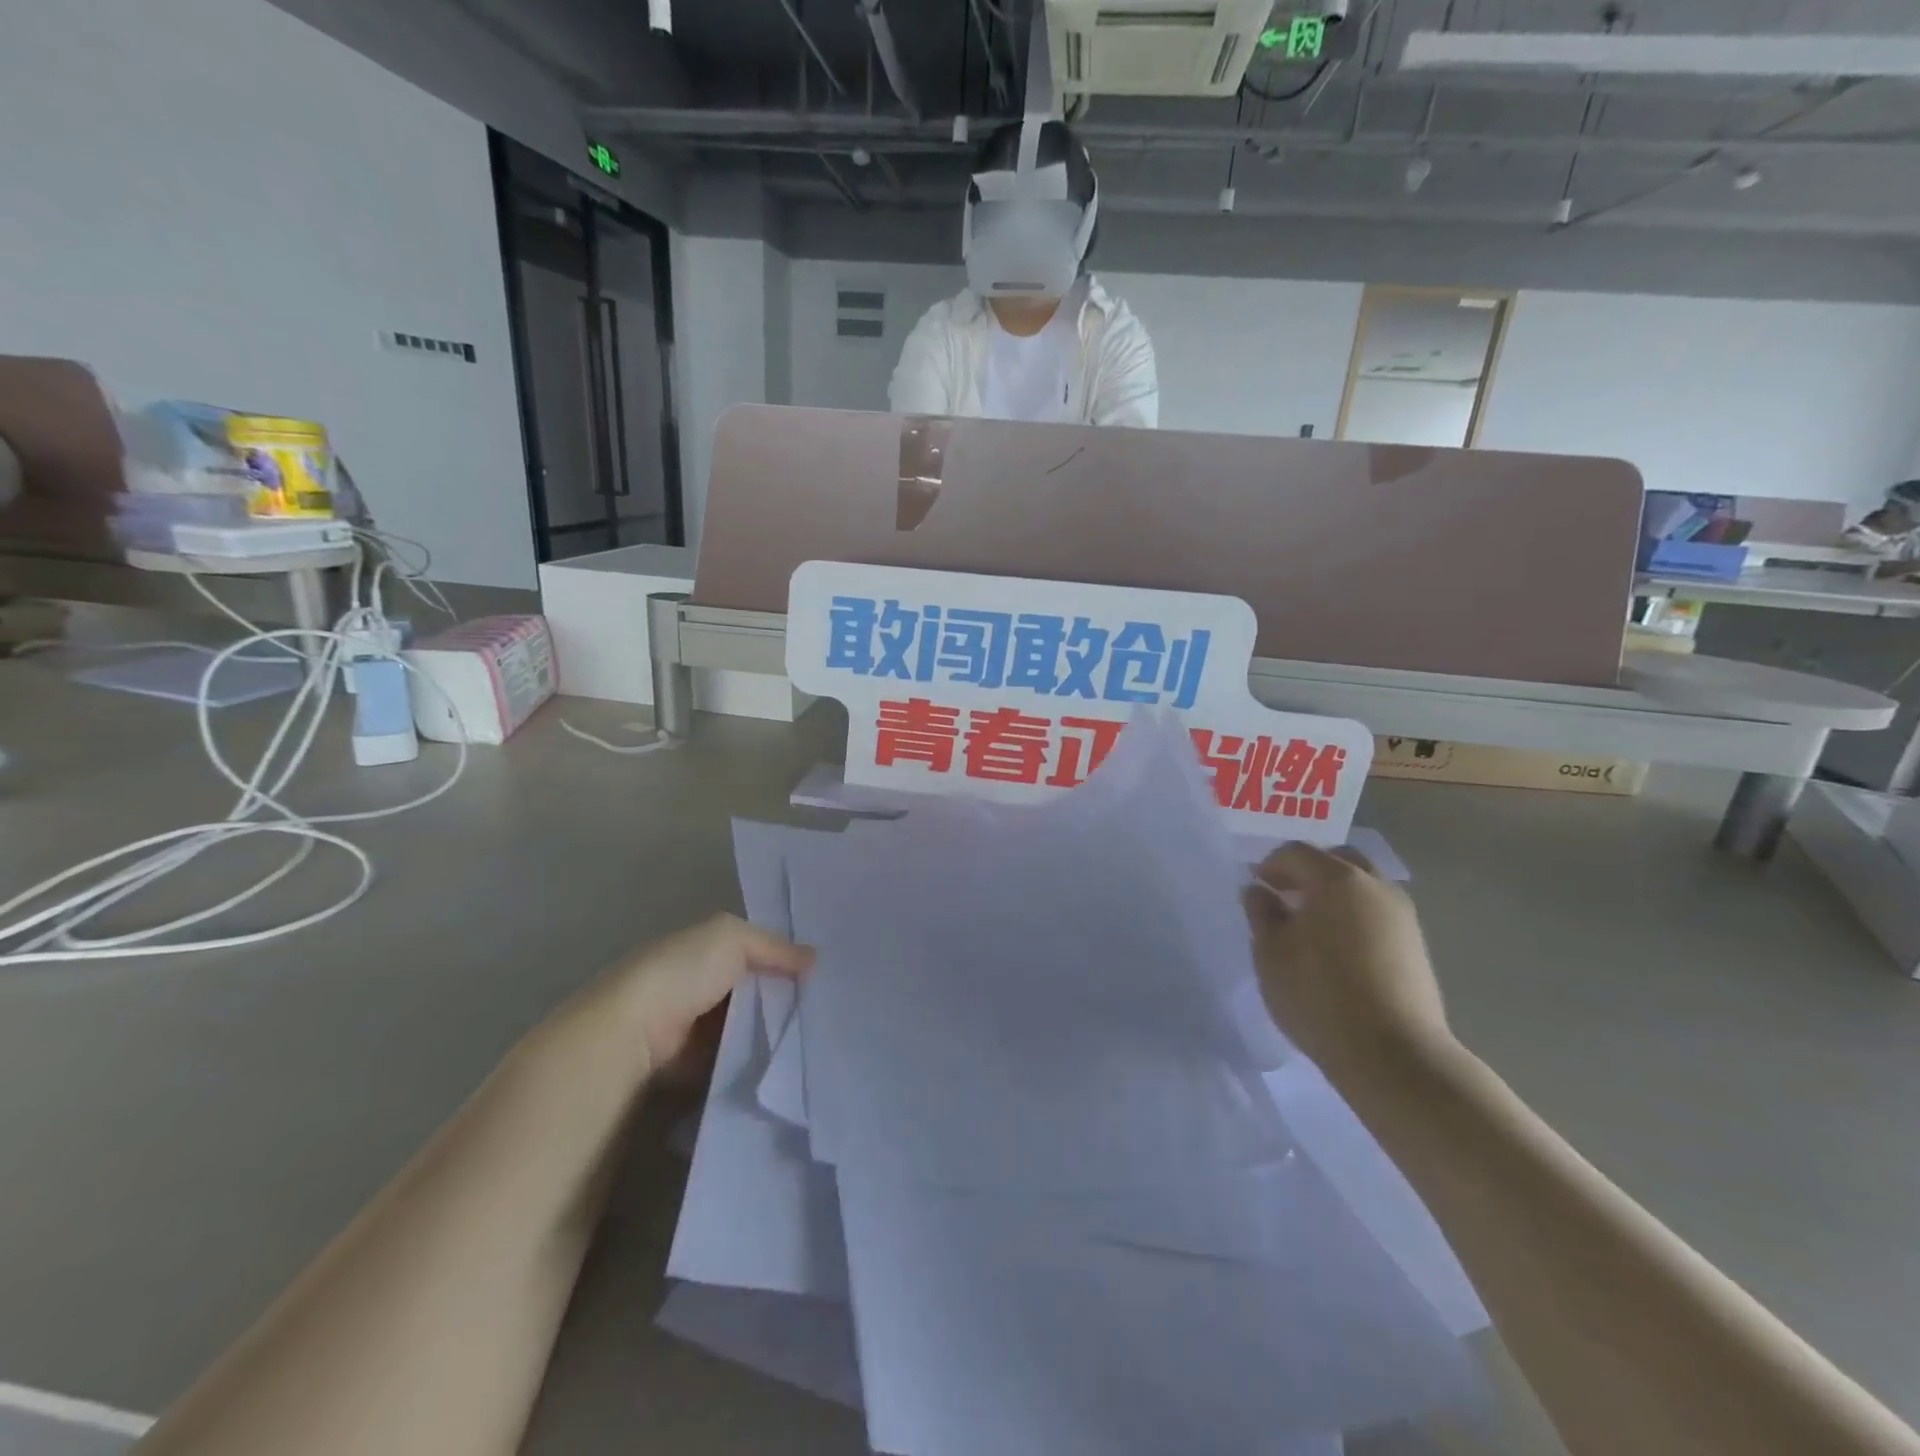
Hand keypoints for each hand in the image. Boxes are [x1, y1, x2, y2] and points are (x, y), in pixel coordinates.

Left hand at [603, 914, 814, 1076]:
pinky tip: (794, 1056)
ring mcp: (701, 1024)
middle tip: (832, 1002)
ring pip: (753, 1021)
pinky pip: (741, 1054)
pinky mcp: (701, 1061)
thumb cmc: (681, 972)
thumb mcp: (731, 938)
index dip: (787, 953)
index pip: (756, 947)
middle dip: (788, 992)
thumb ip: (773, 945)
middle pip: (758, 986)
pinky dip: (761, 1055)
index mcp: (705, 946)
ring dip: (778, 1026)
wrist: (635, 1032)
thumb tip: (813, 958)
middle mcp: (703, 982)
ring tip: (822, 1031)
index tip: (825, 967)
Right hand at [1243, 844, 1451, 1081]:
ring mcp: (1402, 915)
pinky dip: (1354, 916)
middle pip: (1337, 860)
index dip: (1269, 865)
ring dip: (1334, 895)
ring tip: (1310, 928)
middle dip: (1307, 872)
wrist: (1393, 1055)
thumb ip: (1261, 913)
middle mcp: (1375, 886)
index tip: (1256, 890)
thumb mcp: (1270, 953)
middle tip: (1284, 898)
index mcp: (1336, 879)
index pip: (1296, 852)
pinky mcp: (1416, 946)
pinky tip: (1338, 950)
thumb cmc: (1319, 996)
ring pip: (1362, 886)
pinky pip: (1377, 913)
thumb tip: (1260, 890)